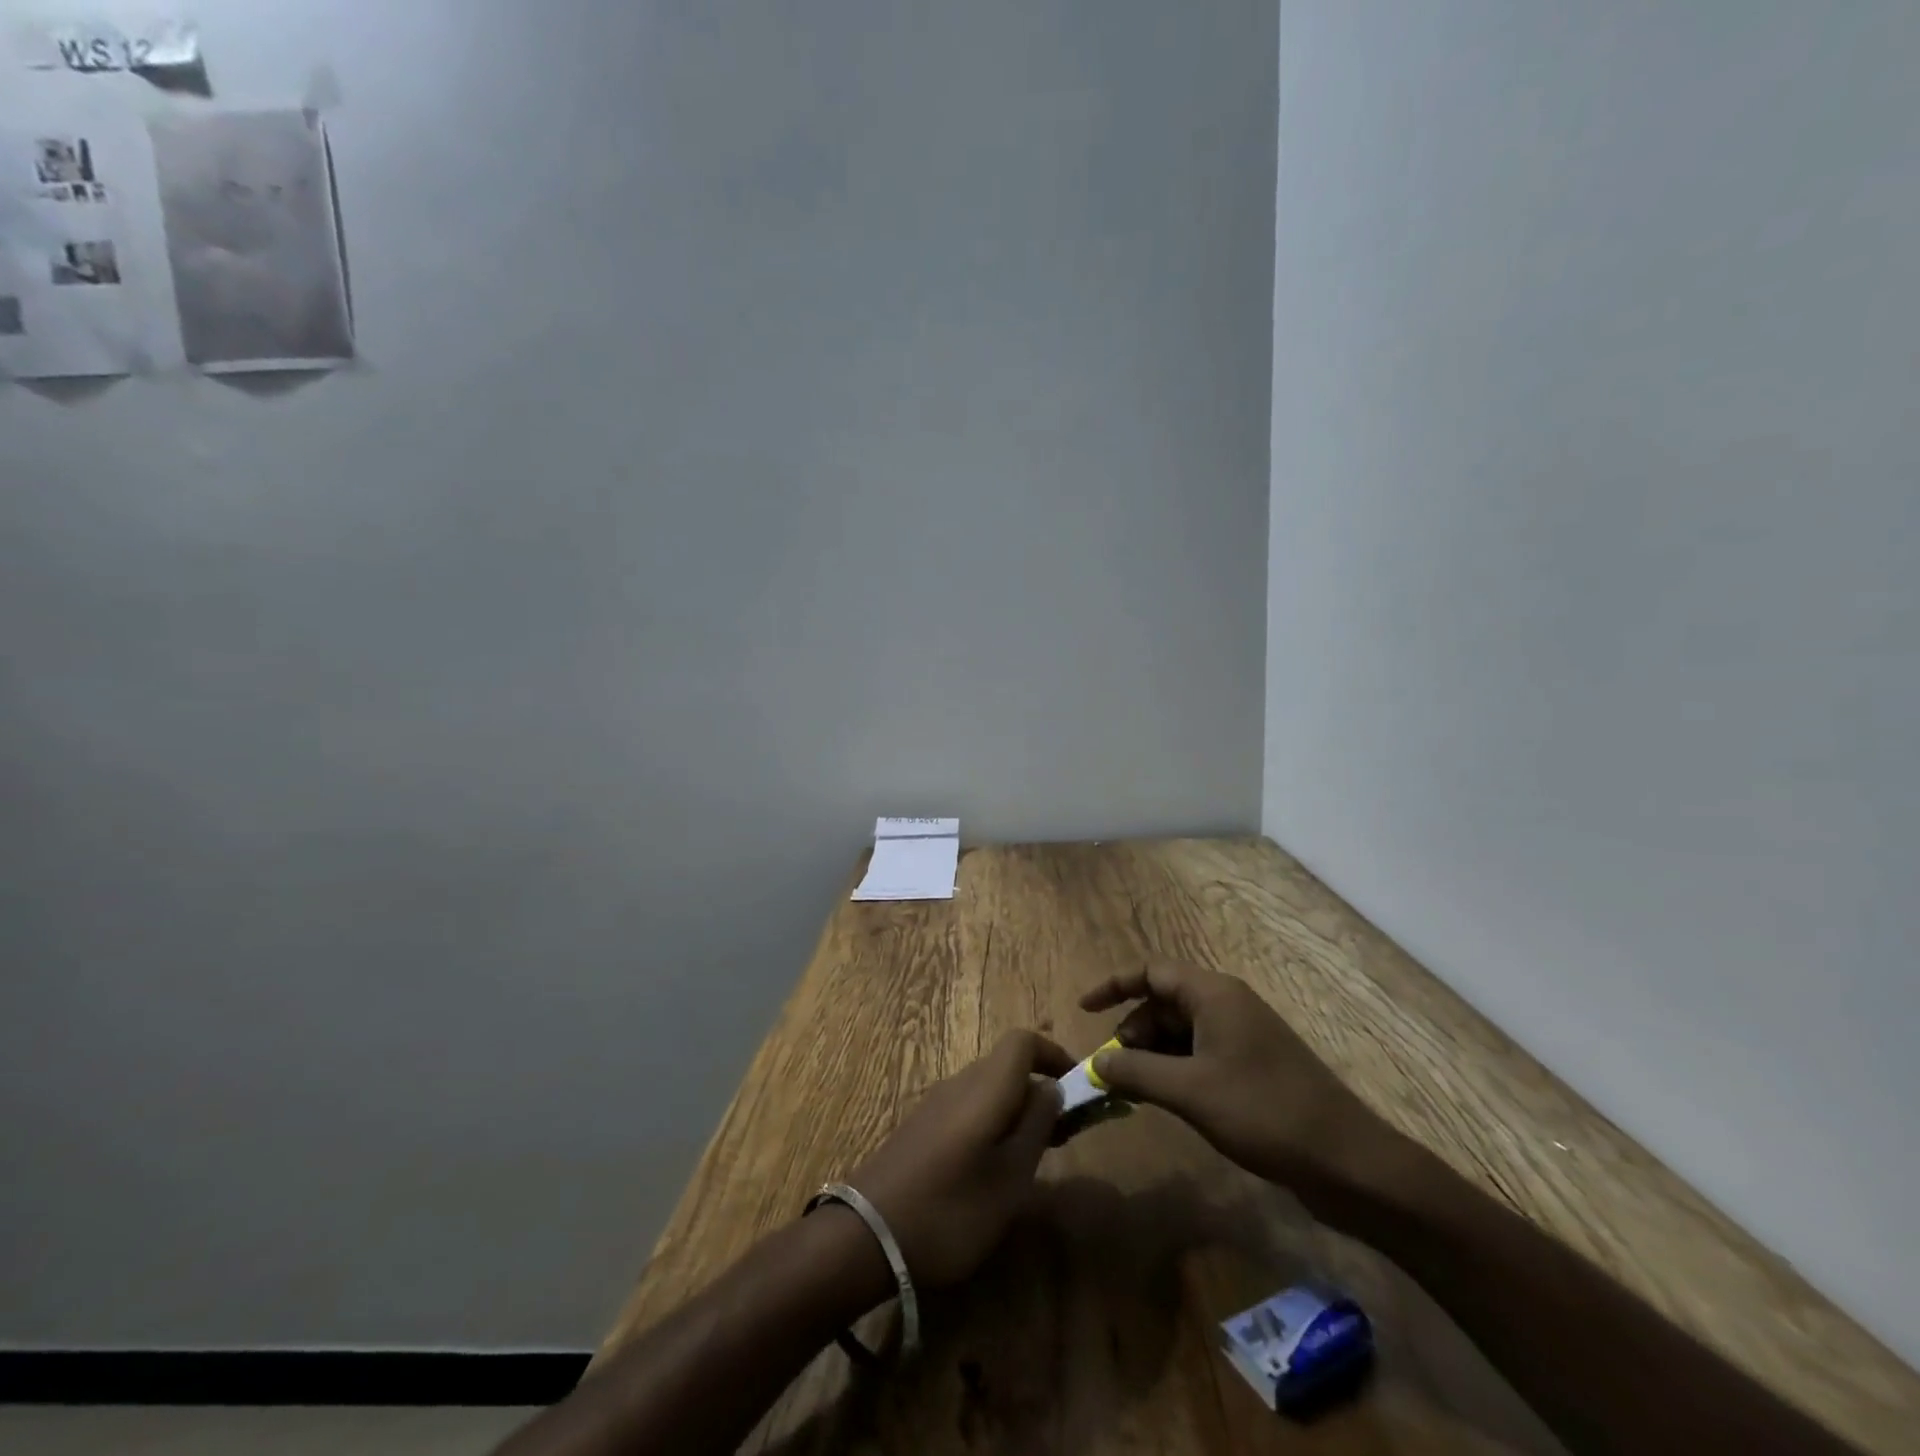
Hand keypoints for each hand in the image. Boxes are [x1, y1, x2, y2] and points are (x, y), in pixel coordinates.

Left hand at [846, 1030, 1072, 1287]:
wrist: (867, 1235)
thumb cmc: (951, 1209)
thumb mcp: (1011, 1178)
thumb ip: (1037, 1126)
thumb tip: (1052, 1087)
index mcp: (986, 1086)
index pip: (1023, 1040)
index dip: (1054, 1054)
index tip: (1078, 1088)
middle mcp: (960, 1082)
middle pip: (1007, 1064)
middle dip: (1040, 1088)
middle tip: (1064, 1133)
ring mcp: (937, 1102)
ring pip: (988, 1086)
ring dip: (1017, 1107)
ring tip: (1034, 1154)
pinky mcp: (922, 1125)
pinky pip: (968, 1106)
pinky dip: (992, 1120)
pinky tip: (993, 1166)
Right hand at [1080, 963, 1383, 1186]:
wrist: (1347, 1161)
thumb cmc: (1264, 1111)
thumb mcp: (1190, 1091)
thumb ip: (1136, 1072)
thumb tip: (1096, 1063)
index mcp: (1213, 994)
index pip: (1152, 971)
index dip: (1114, 985)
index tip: (1083, 1010)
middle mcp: (1227, 1005)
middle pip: (1164, 1002)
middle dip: (1132, 1030)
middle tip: (1112, 1069)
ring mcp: (1242, 1036)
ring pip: (1181, 1031)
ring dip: (1152, 1054)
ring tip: (1134, 1089)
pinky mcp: (1252, 1067)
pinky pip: (1200, 1054)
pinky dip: (1175, 1069)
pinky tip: (1166, 1100)